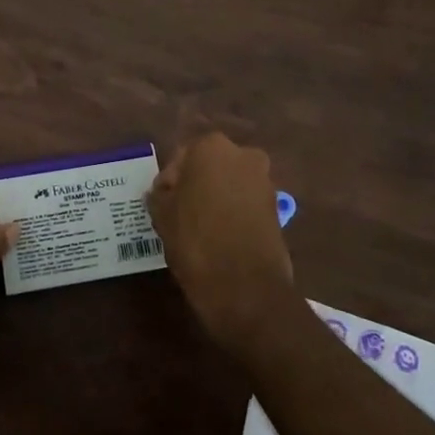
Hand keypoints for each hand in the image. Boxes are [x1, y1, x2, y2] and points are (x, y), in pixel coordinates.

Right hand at [148, 134, 295, 355]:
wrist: (245, 286)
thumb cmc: (196, 241)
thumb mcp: (163, 216)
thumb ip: (159, 196)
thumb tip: (161, 193)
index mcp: (211, 147)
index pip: (181, 158)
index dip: (168, 181)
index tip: (161, 204)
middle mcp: (243, 155)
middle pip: (209, 167)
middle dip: (195, 185)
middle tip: (178, 213)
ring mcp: (264, 181)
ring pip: (229, 184)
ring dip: (215, 199)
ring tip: (198, 228)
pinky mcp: (276, 208)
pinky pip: (245, 204)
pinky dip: (232, 214)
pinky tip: (218, 237)